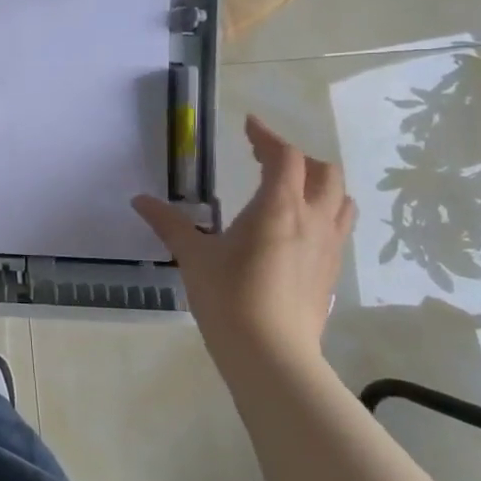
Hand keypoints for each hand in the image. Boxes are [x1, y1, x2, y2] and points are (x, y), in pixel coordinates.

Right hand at [133, 115, 355, 363]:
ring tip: (290, 190)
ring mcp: (329, 247)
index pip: (285, 157)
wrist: (271, 354)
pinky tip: (296, 231)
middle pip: (323, 172)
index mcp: (279, 207)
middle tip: (265, 160)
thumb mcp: (192, 256)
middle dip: (296, 158)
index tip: (249, 126)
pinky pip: (338, 228)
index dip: (268, 136)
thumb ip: (168, 223)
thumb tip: (139, 200)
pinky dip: (323, 214)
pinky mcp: (331, 272)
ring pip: (340, 200)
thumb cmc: (228, 297)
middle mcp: (313, 220)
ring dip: (319, 184)